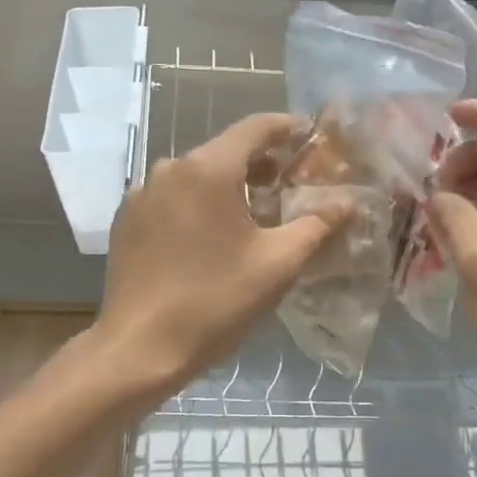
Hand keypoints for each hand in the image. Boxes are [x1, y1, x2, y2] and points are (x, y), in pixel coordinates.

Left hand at [95, 113, 344, 397]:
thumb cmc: (215, 301)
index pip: (256, 127)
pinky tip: (212, 237)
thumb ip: (317, 225)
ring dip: (230, 185)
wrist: (138, 349)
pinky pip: (173, 197)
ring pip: (197, 175)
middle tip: (292, 185)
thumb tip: (348, 202)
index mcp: (208, 168)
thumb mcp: (278, 264)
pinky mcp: (128, 220)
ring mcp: (142, 194)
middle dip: (262, 162)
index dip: (288, 128)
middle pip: (225, 150)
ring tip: (257, 214)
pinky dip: (199, 204)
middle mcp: (170, 168)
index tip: (311, 140)